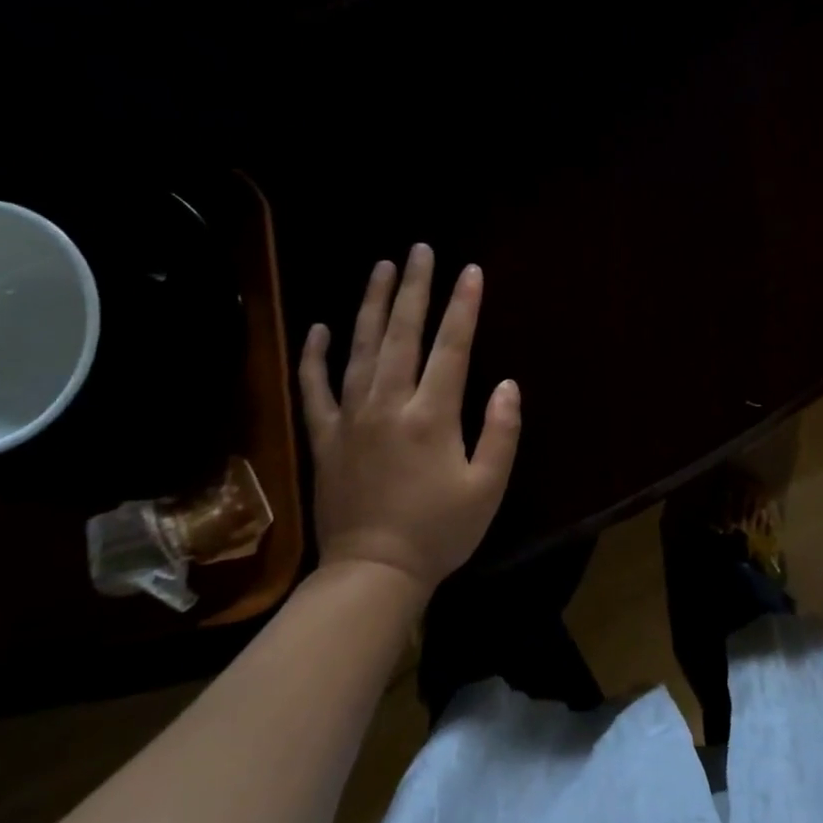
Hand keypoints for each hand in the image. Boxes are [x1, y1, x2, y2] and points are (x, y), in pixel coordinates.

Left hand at [298, 246, 519, 601]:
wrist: (373, 572)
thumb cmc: (440, 531)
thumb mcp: (489, 487)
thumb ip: (500, 432)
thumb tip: (506, 384)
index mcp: (433, 416)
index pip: (452, 347)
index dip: (464, 306)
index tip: (471, 271)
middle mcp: (389, 405)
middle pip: (403, 334)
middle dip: (414, 288)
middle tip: (419, 250)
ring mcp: (351, 418)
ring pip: (359, 348)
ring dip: (371, 304)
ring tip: (381, 267)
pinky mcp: (325, 437)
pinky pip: (315, 388)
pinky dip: (315, 355)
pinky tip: (320, 327)